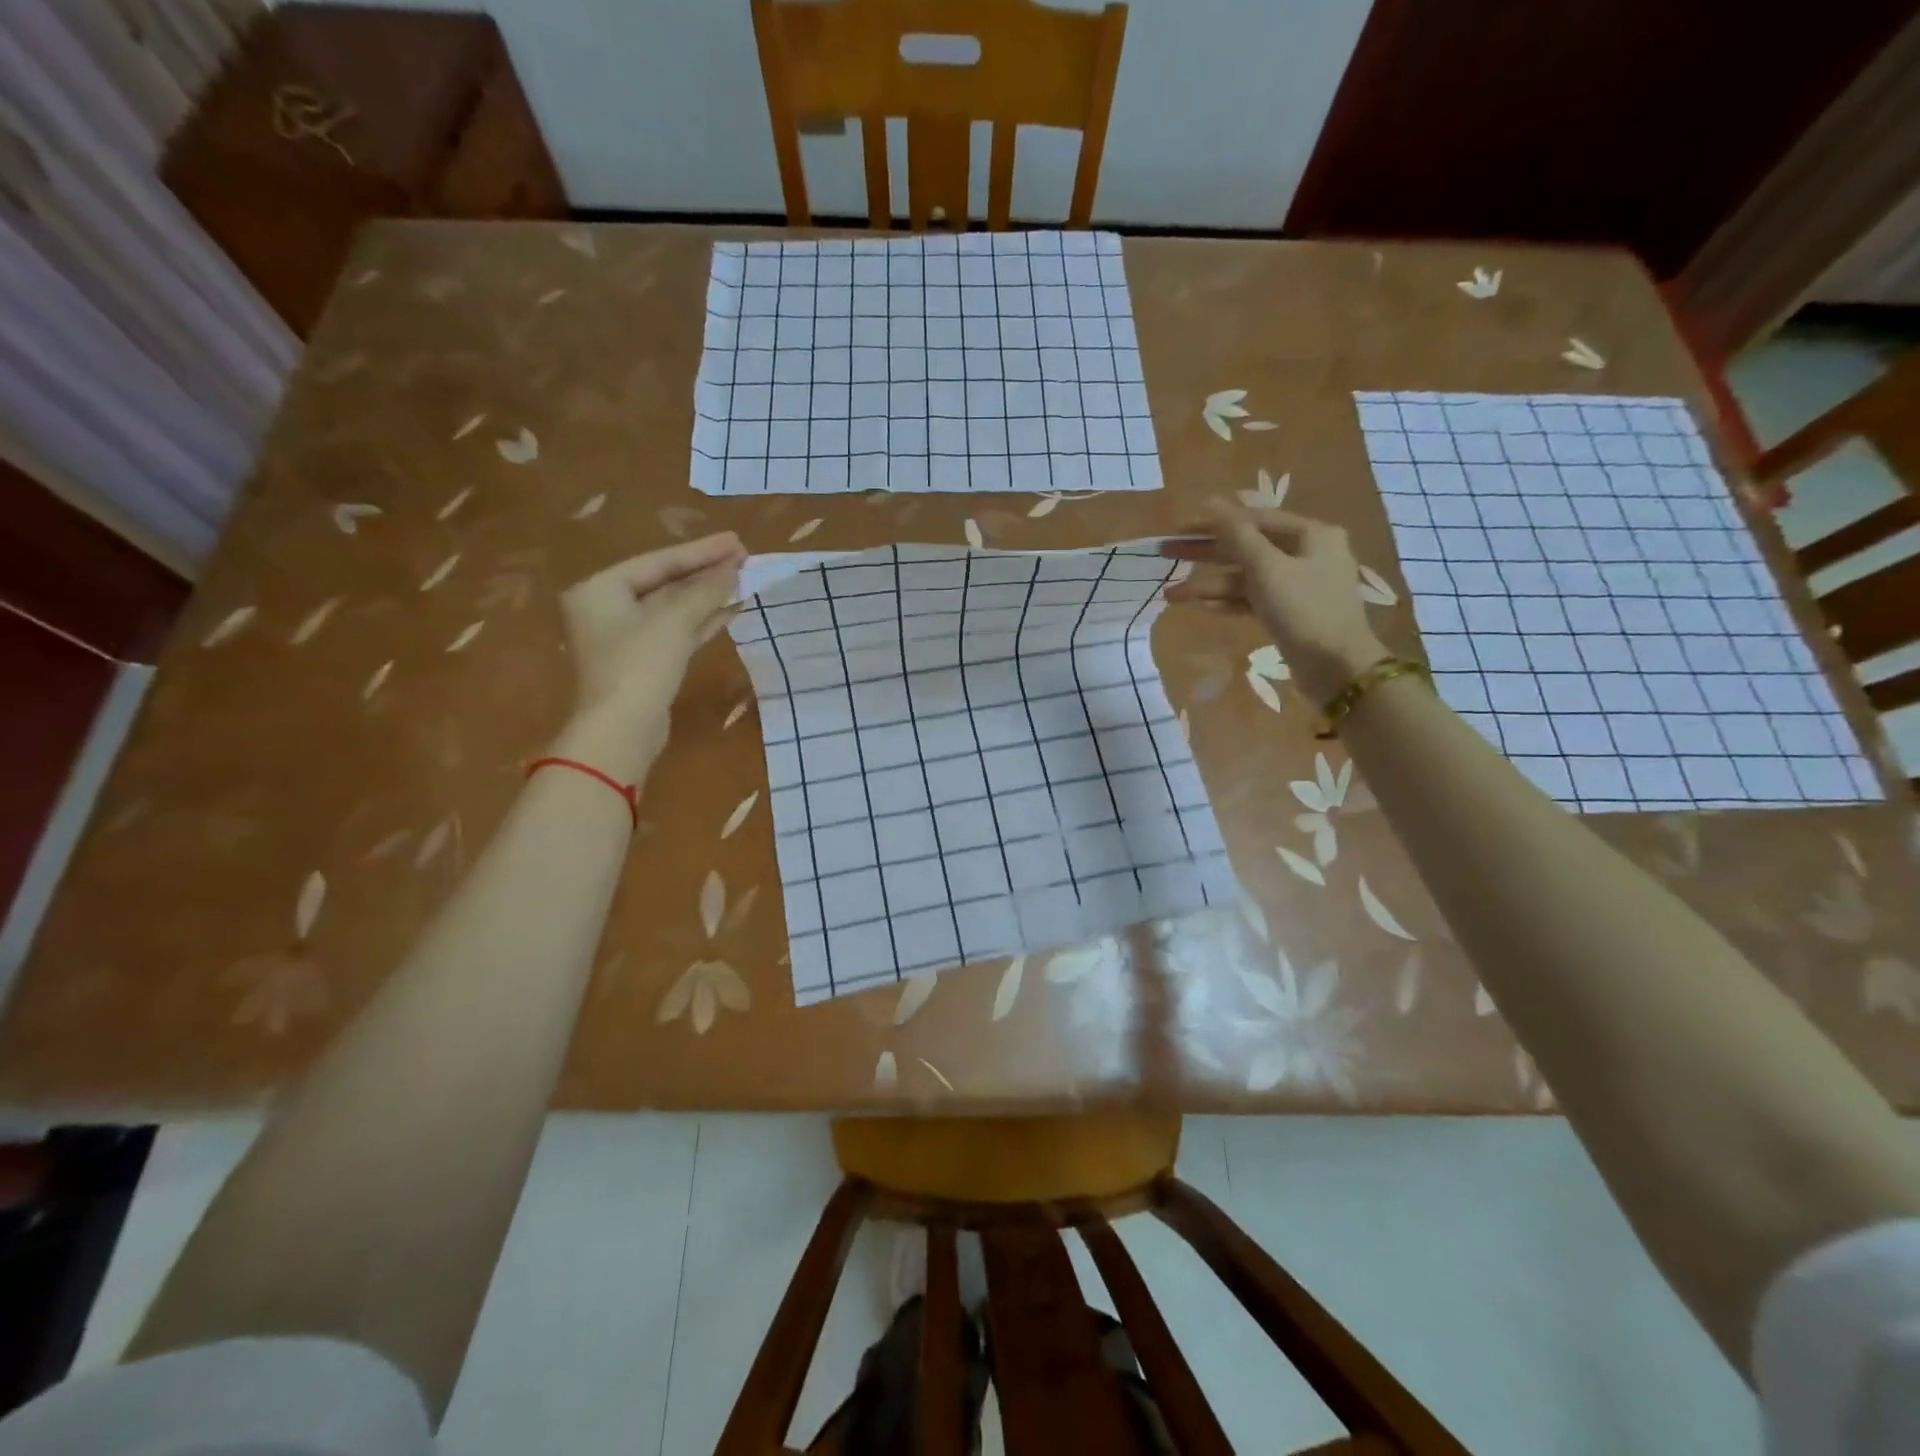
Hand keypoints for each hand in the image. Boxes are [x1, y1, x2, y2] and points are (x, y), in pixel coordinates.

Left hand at [553, 532, 744, 775]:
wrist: (621, 731)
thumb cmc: (639, 665)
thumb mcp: (674, 621)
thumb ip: (706, 590)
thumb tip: (735, 567)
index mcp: (600, 589)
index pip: (658, 561)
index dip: (701, 551)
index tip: (737, 541)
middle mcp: (606, 608)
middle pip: (665, 583)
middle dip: (705, 573)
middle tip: (744, 557)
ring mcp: (625, 638)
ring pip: (673, 609)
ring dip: (708, 597)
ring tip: (744, 580)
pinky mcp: (644, 663)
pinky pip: (676, 632)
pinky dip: (702, 621)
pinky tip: (731, 610)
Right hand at [1164, 500, 1386, 705]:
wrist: (1336, 668)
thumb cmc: (1305, 610)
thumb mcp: (1267, 569)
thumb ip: (1237, 535)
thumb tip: (1211, 503)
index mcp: (1311, 534)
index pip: (1254, 519)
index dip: (1214, 522)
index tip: (1179, 528)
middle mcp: (1307, 554)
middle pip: (1247, 548)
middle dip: (1206, 555)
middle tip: (1167, 554)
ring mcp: (1298, 585)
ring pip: (1246, 577)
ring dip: (1210, 585)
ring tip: (1172, 596)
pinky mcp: (1289, 613)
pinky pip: (1253, 599)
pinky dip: (1229, 601)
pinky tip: (1200, 606)